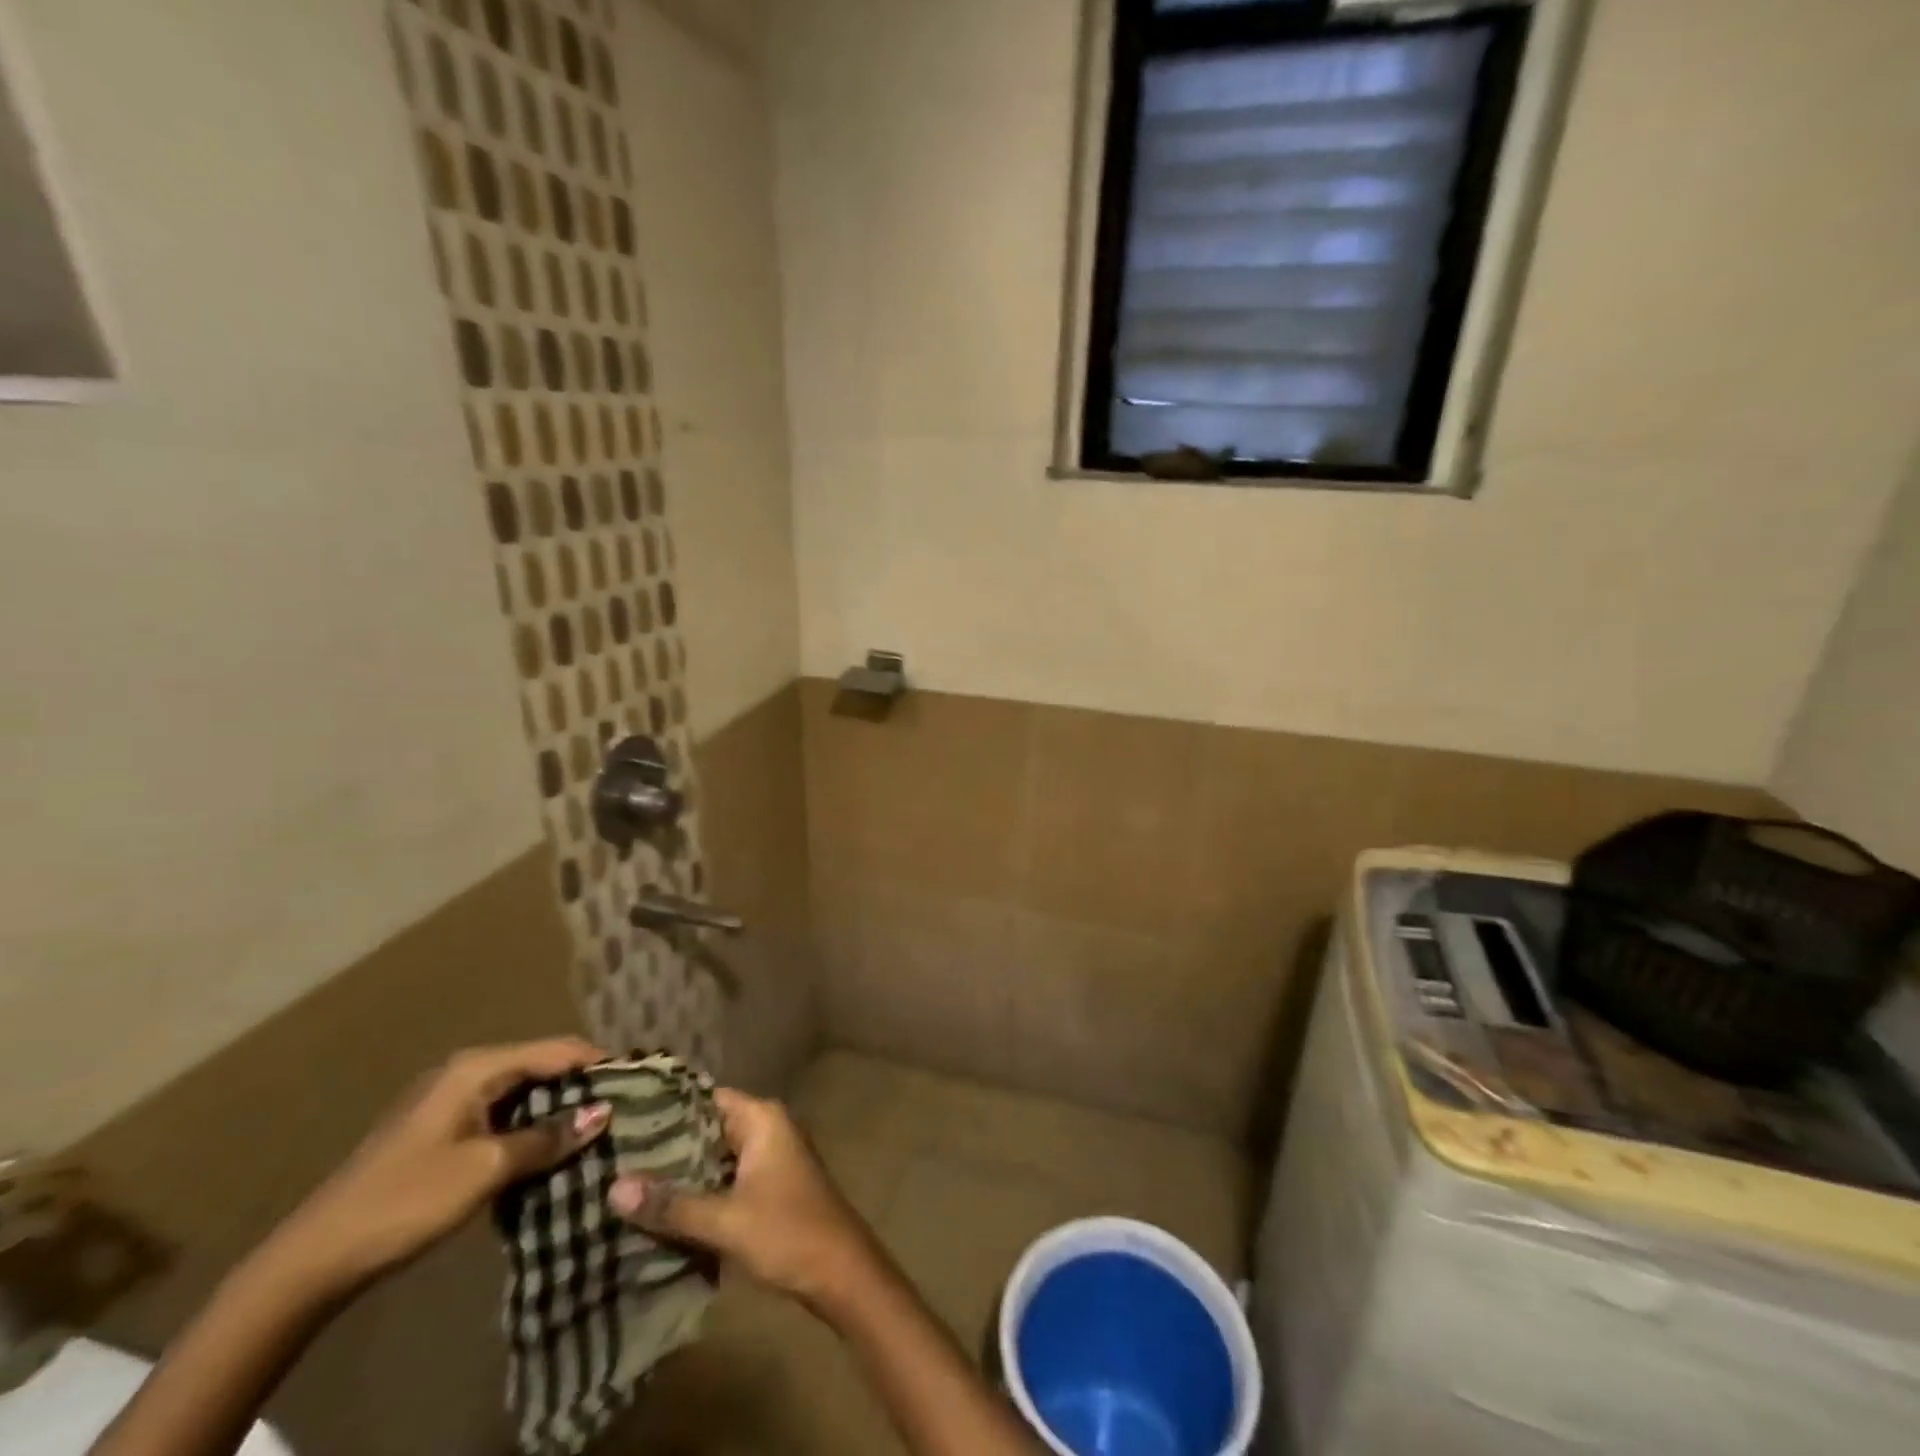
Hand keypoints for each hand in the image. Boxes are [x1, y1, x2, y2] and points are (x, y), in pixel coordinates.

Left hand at [265, 1037, 609, 1297]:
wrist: (314, 1258)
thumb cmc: (407, 1200)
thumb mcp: (487, 1169)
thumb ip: (548, 1138)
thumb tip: (604, 1113)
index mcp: (477, 1068)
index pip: (556, 1050)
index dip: (598, 1062)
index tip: (638, 1081)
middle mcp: (466, 1072)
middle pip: (540, 1066)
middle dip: (580, 1086)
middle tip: (621, 1109)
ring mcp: (449, 1100)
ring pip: (521, 1093)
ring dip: (555, 1110)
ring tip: (593, 1131)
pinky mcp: (440, 1129)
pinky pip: (500, 1114)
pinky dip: (528, 1127)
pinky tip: (547, 1151)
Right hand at [607, 1089, 877, 1310]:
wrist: (840, 1272)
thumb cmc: (787, 1233)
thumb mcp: (725, 1221)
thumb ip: (671, 1204)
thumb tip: (613, 1186)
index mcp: (762, 1118)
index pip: (705, 1098)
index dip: (664, 1108)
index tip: (619, 1120)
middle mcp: (766, 1127)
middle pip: (707, 1127)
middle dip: (665, 1144)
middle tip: (610, 1157)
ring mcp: (769, 1157)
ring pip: (714, 1155)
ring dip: (679, 1171)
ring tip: (622, 1183)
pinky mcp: (767, 1186)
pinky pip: (724, 1177)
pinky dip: (698, 1189)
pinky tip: (659, 1210)